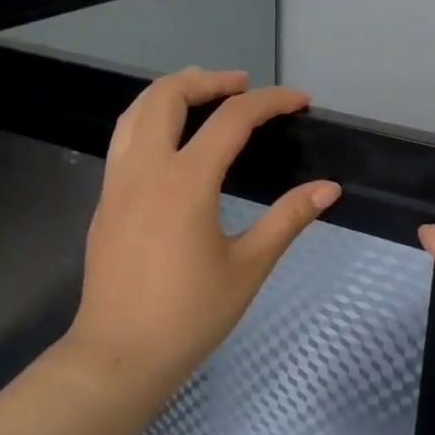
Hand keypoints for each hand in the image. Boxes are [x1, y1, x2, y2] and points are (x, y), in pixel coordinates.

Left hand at [66, 68, 340, 403]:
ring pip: (135, 111)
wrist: (120, 355)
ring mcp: (118, 183)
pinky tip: (172, 141)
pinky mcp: (106, 201)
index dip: (271, 101)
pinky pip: (124, 139)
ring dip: (172, 92)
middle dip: (208, 79)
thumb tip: (328, 188)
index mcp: (185, 182)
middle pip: (167, 94)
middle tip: (243, 86)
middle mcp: (146, 169)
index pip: (232, 119)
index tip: (300, 101)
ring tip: (205, 97)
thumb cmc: (189, 315)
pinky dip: (150, 119)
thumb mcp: (248, 267)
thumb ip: (287, 219)